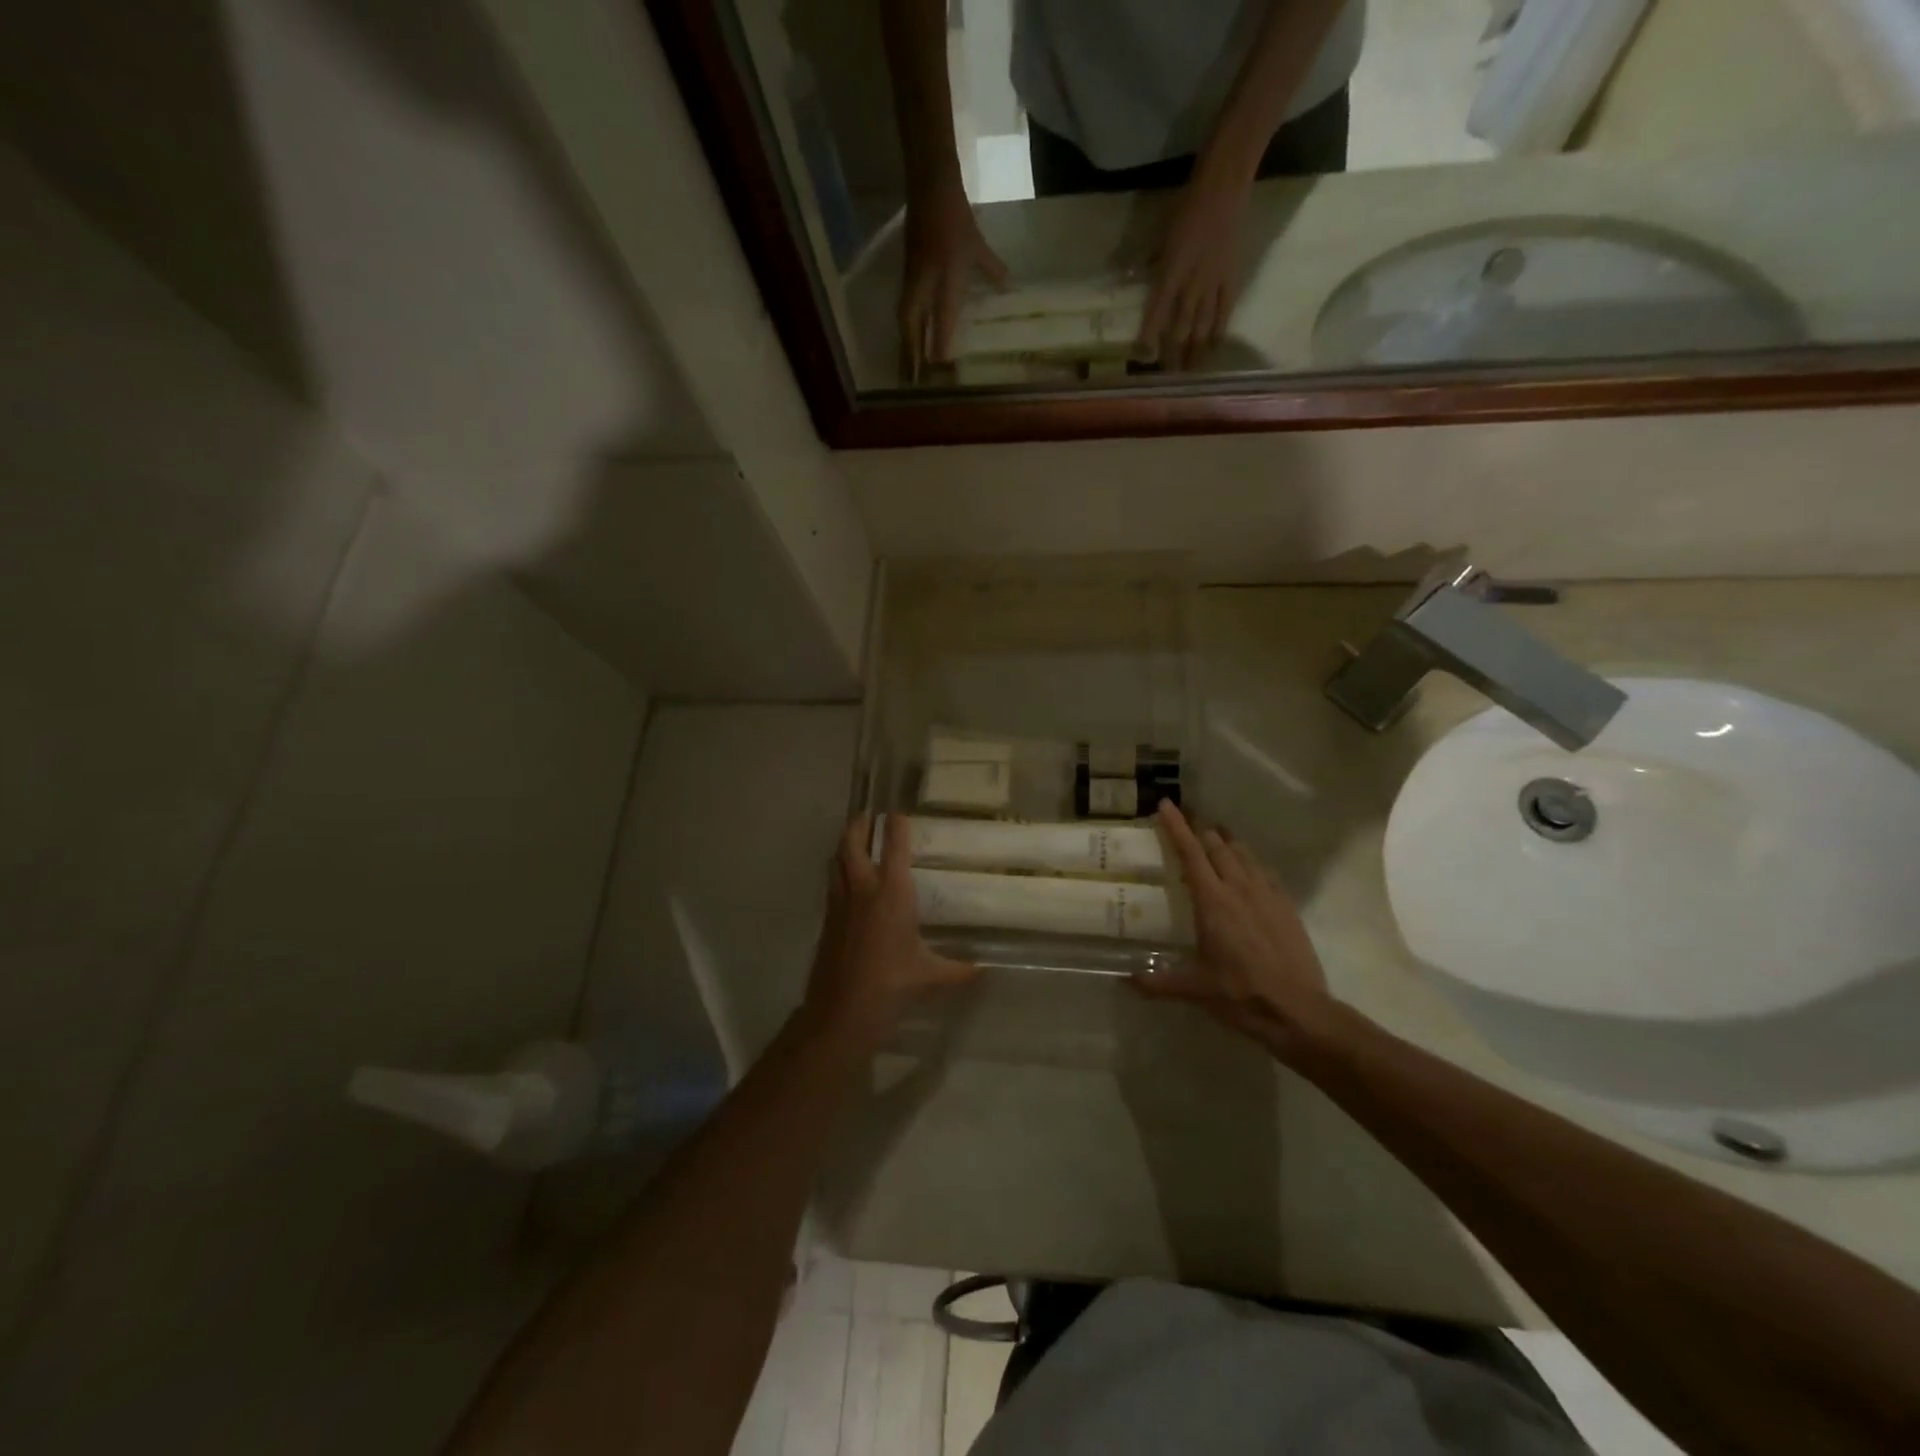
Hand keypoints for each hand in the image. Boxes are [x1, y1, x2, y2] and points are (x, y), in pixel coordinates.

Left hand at [805, 813, 975, 1043]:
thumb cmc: (892, 983)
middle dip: (858, 826)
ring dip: (844, 847)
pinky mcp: (827, 921)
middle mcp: (863, 890)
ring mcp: (840, 904)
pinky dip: (837, 873)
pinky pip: (832, 886)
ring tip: (851, 840)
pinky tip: (845, 883)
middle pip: (852, 845)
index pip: (894, 849)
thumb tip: (982, 971)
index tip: (897, 812)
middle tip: (866, 815)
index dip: (896, 827)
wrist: (843, 1009)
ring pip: (836, 863)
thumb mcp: (930, 976)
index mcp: (892, 893)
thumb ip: (957, 970)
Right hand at [899, 182, 1008, 379]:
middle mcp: (924, 284)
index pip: (943, 319)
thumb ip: (992, 270)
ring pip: (905, 317)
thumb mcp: (977, 245)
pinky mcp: (906, 273)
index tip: (942, 365)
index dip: (941, 343)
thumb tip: (1009, 288)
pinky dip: (906, 324)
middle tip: (912, 376)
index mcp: (945, 278)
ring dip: (905, 341)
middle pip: (912, 324)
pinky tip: (908, 335)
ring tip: (906, 363)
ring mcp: (912, 279)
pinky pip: (904, 306)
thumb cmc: (956, 216)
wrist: (930, 185)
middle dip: (912, 350)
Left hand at [1137, 165, 1250, 371]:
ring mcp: (1213, 282)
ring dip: (1195, 350)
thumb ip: (1148, 262)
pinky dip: (1218, 332)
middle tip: (1169, 376)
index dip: (1150, 336)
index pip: (1157, 312)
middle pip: (1181, 326)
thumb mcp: (1159, 235)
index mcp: (1170, 271)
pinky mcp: (1231, 278)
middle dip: (1174, 353)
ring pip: (1203, 325)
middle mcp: (1191, 283)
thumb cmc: (1186, 205)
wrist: (1224, 184)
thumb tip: (1131, 278)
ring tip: (1190, 372)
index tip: (1145, 357)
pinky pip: (1225, 311)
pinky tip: (1214, 348)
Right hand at [1137, 802, 1342, 1061]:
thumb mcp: (1194, 989)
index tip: (1166, 804)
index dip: (1176, 826)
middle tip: (1186, 819)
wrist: (1298, 1010)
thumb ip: (1158, 982)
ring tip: (1215, 835)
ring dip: (1226, 841)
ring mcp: (1267, 895)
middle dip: (1200, 828)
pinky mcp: (1286, 906)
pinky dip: (1249, 862)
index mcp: (1213, 901)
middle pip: (1217, 846)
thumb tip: (1125, 981)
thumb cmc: (1240, 994)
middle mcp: (1239, 888)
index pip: (1190, 853)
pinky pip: (1264, 871)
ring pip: (1243, 854)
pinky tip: (1248, 869)